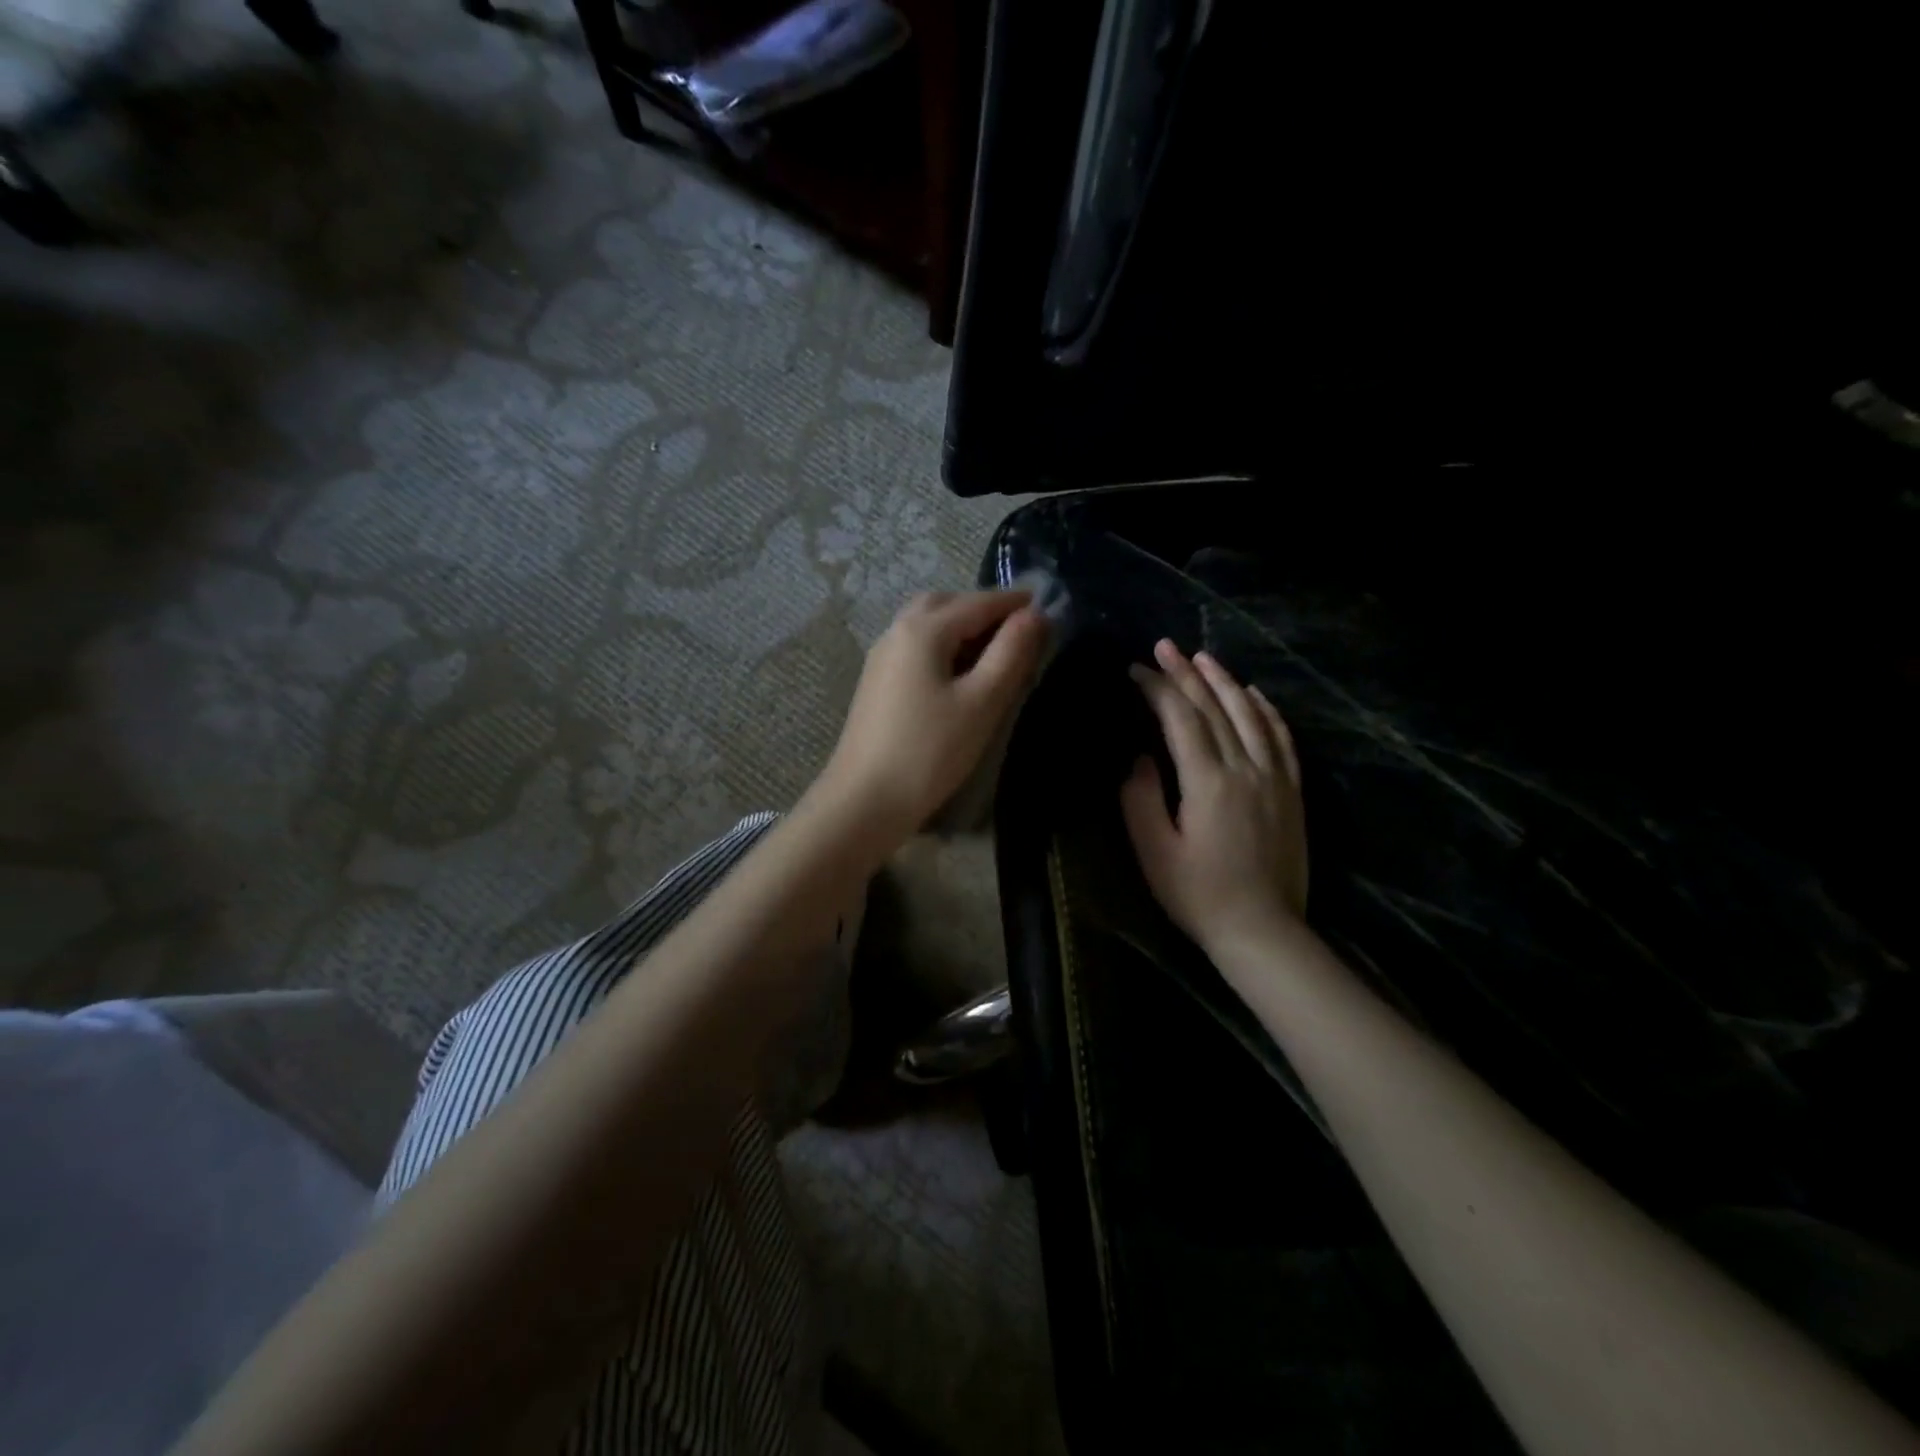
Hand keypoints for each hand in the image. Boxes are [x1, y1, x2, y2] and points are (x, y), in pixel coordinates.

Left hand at [816, 591, 1047, 845]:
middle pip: (946, 604)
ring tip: (993, 652)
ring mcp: (881, 657)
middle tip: (1018, 630)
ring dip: (961, 626)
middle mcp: (897, 632)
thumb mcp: (982, 702)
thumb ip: (1011, 653)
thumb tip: (1035, 615)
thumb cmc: (929, 751)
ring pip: (926, 624)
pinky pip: (915, 647)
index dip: (1015, 603)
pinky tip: (958, 674)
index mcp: (923, 630)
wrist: (864, 800)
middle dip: (984, 609)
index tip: (1048, 607)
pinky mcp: (876, 682)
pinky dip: (942, 645)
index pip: (978, 602)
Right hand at [1121, 639, 1307, 957]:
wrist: (1262, 930)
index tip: (1135, 671)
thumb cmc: (1197, 895)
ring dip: (1225, 682)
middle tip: (1164, 646)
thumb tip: (1141, 759)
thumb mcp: (1154, 852)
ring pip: (1250, 714)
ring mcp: (1275, 777)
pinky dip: (1266, 709)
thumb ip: (1140, 800)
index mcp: (1208, 782)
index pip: (1181, 719)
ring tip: (1203, 657)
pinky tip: (1253, 694)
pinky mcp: (1291, 790)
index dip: (1157, 689)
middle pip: (1215, 708)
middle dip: (1186, 674)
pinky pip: (1281, 737)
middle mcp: (1246, 769)